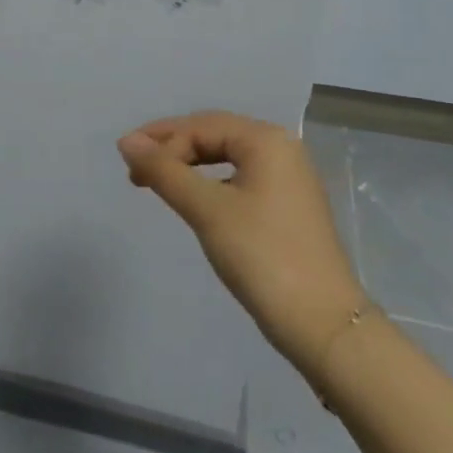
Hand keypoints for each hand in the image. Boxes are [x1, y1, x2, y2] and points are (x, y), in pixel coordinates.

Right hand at [118, 111, 370, 376]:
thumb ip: (165, 171)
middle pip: (215, 135)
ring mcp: (289, 178)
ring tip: (157, 182)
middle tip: (136, 170)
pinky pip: (240, 179)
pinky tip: (195, 200)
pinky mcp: (289, 206)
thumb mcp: (207, 210)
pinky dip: (211, 184)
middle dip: (173, 149)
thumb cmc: (263, 257)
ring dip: (189, 166)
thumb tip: (126, 141)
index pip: (200, 126)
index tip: (127, 164)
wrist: (325, 327)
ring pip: (227, 157)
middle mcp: (281, 148)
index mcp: (266, 139)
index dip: (160, 140)